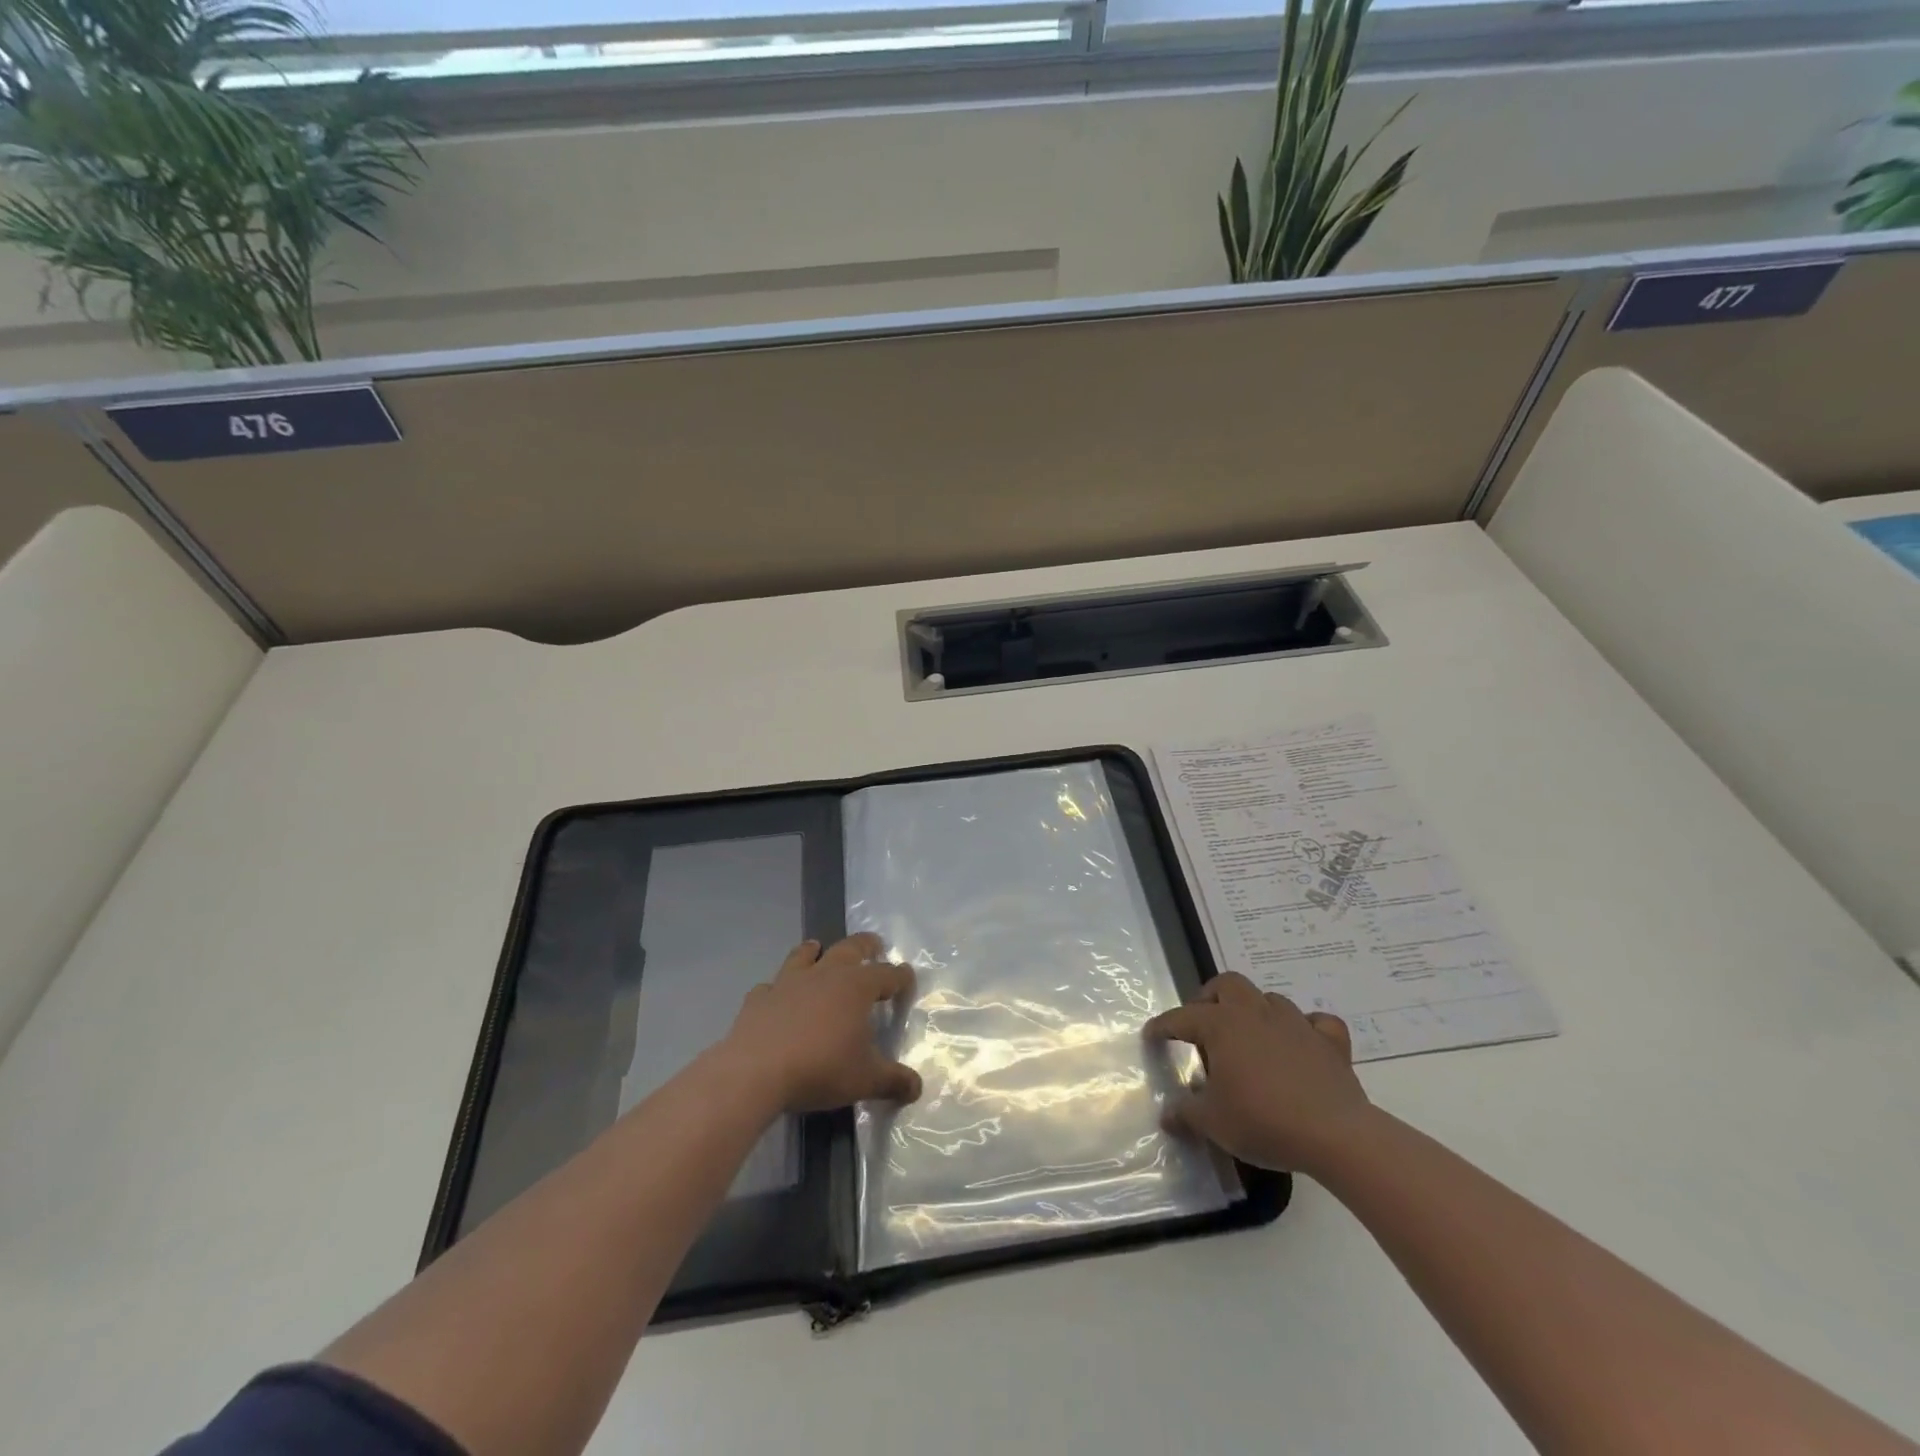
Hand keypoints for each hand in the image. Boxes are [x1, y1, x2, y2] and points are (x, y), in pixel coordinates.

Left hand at [721, 933, 922, 1113]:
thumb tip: (917, 1087)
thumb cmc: (820, 1068)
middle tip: (874, 944)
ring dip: (814, 951)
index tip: (908, 978)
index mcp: (856, 987)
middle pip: (850, 948)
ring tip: (818, 948)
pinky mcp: (759, 998)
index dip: (901, 976)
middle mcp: (825, 974)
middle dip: (865, 945)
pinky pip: (771, 986)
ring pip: (805, 955)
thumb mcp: (865, 1080)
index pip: (888, 974)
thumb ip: (893, 1081)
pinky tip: (776, 995)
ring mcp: (788, 982)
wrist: (755, 1072)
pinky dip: (777, 988)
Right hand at [1144, 972, 1371, 1176]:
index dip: (1163, 1026)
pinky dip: (1308, 1028)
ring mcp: (1295, 1023)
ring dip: (1256, 1011)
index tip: (1152, 1035)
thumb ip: (1185, 1114)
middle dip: (1211, 997)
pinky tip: (1303, 1043)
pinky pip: (1318, 1023)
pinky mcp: (1330, 1042)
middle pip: (1228, 984)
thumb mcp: (1212, 1122)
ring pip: (1269, 999)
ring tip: (1250, 1037)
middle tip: (1204, 1023)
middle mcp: (1255, 1013)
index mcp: (1221, 1025)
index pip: (1182, 1018)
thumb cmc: (1262, 1121)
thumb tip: (1167, 1114)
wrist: (1334, 1135)